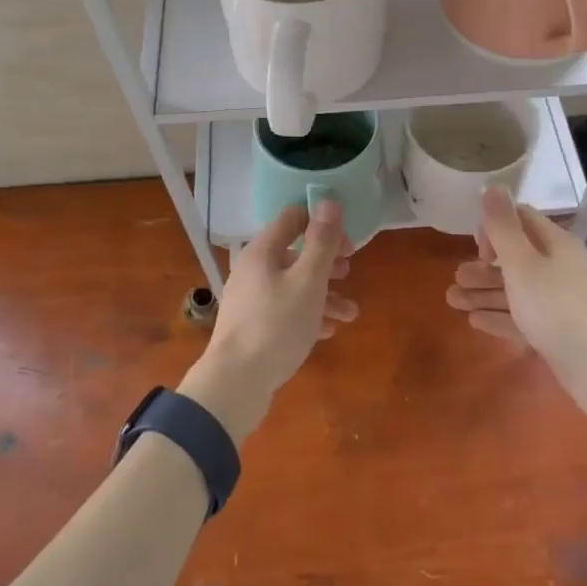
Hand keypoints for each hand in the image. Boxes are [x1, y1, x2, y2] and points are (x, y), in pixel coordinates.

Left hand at [179, 199, 356, 442]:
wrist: (235, 383)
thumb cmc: (276, 325)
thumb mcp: (308, 281)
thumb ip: (321, 242)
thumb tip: (329, 201)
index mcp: (263, 250)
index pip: (293, 218)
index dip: (323, 223)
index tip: (348, 243)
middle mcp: (254, 269)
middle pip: (295, 253)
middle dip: (327, 262)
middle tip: (350, 272)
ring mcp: (251, 299)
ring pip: (294, 285)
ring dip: (324, 294)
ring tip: (351, 314)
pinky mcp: (253, 326)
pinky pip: (285, 311)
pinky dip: (308, 315)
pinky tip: (329, 331)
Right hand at [446, 186, 586, 426]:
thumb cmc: (557, 308)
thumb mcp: (523, 264)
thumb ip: (503, 227)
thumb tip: (493, 186)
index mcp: (555, 244)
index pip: (521, 220)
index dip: (494, 228)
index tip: (477, 249)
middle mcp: (560, 267)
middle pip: (515, 258)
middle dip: (482, 266)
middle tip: (456, 279)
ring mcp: (561, 301)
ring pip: (516, 290)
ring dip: (484, 292)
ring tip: (452, 301)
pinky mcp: (559, 331)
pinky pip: (523, 317)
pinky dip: (499, 316)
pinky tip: (475, 321)